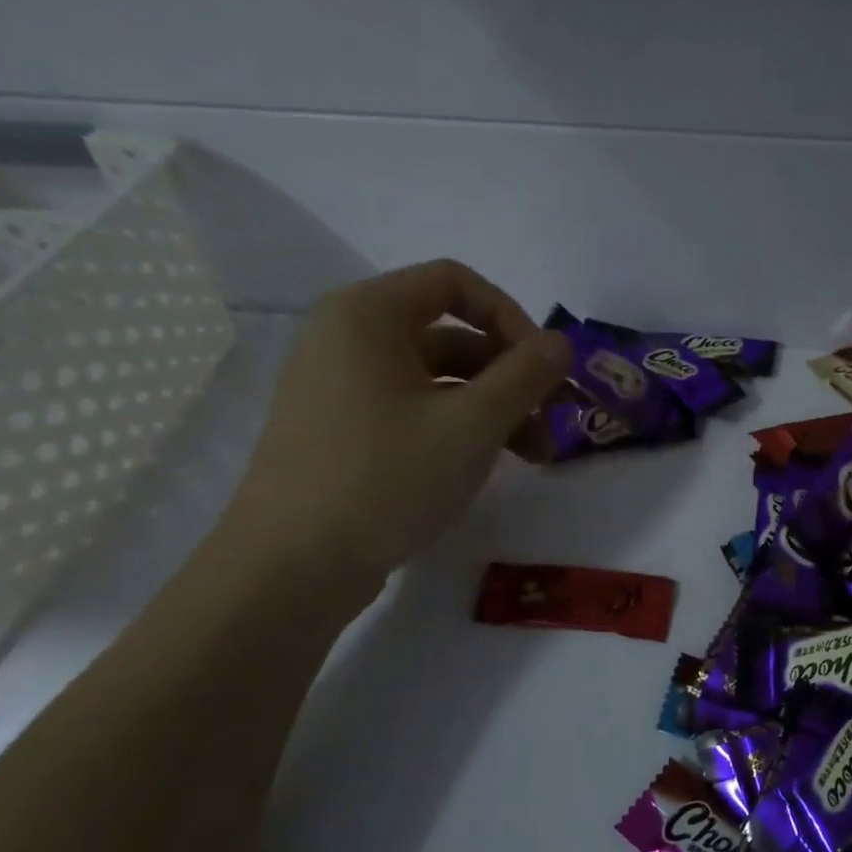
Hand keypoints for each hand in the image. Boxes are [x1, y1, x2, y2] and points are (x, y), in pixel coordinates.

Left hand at [223, 260, 569, 599]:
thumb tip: (561, 342)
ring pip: (439, 379)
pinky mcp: (344, 432)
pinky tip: (491, 464)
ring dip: (495, 408)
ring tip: (538, 455)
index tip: (546, 367)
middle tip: (558, 418)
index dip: (513, 318)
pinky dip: (459, 428)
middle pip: (453, 335)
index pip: (457, 283)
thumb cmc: (385, 477)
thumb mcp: (472, 424)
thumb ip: (525, 375)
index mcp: (369, 314)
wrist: (290, 569)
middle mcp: (349, 338)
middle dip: (513, 375)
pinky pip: (414, 410)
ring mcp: (342, 388)